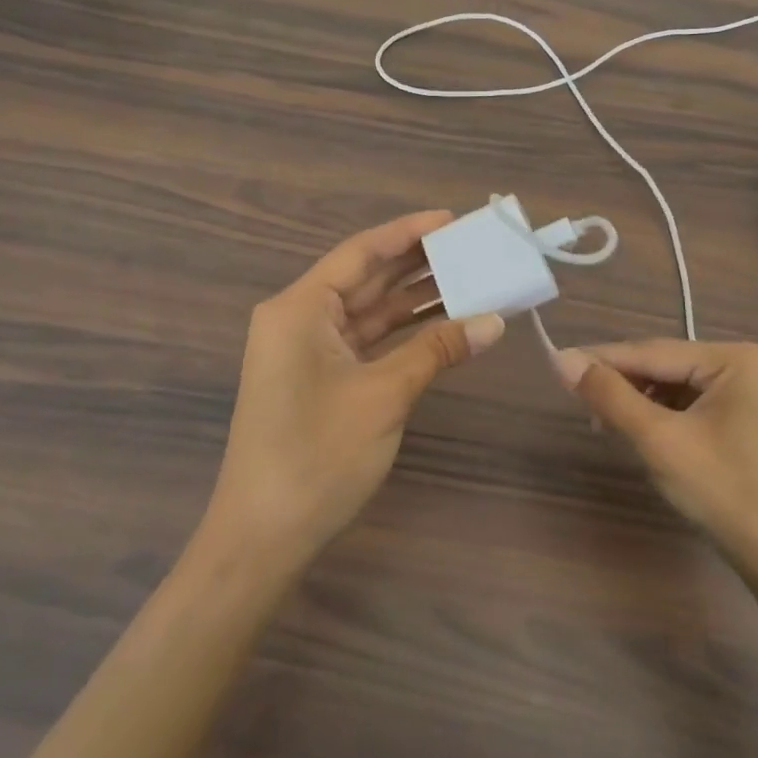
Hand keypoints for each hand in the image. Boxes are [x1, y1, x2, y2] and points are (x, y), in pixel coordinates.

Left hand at [203, 212, 503, 569]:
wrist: (263, 538)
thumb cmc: (317, 456)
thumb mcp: (383, 396)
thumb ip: (437, 351)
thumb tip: (494, 322)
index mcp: (299, 308)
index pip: (361, 253)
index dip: (408, 232)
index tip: (453, 220)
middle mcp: (298, 319)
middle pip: (365, 278)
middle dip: (417, 263)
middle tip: (471, 246)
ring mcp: (307, 351)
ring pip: (368, 310)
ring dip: (414, 298)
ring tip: (469, 278)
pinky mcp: (318, 379)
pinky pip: (366, 341)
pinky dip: (402, 333)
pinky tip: (442, 324)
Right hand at [554, 340, 757, 579]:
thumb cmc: (726, 494)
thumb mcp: (660, 441)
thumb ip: (610, 396)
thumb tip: (561, 358)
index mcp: (734, 358)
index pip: (652, 352)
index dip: (601, 360)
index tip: (557, 364)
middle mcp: (745, 366)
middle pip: (664, 368)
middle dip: (622, 387)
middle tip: (579, 405)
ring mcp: (750, 395)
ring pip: (675, 389)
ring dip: (639, 405)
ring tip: (606, 427)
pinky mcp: (747, 422)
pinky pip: (691, 408)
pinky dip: (662, 420)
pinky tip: (641, 437)